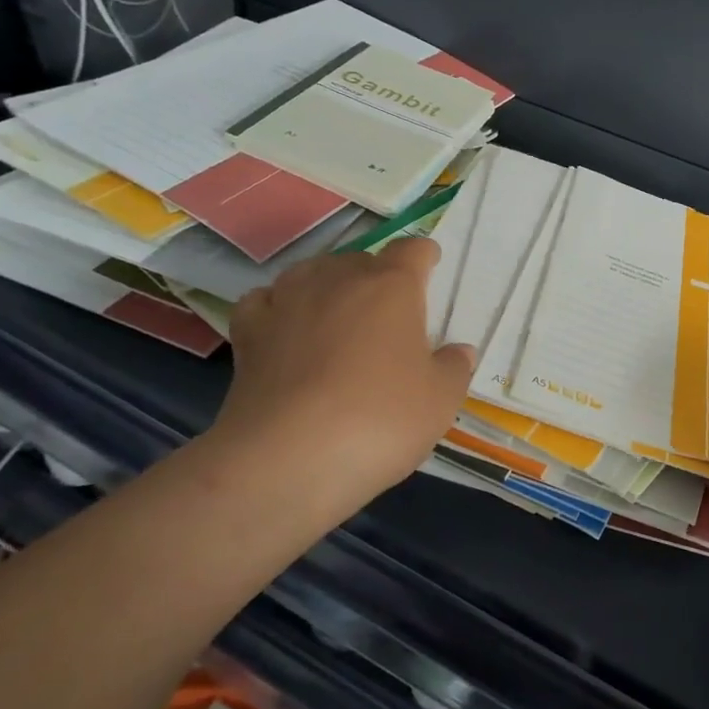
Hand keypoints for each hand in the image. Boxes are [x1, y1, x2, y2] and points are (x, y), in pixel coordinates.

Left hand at [211, 239, 475, 518]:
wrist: (288, 458)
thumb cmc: (380, 418)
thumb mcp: (440, 400)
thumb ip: (454, 368)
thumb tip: (458, 351)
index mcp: (392, 286)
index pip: (411, 250)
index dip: (424, 256)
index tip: (431, 267)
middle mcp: (338, 280)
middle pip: (361, 259)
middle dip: (377, 276)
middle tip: (390, 311)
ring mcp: (288, 302)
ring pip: (312, 272)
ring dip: (328, 284)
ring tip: (338, 311)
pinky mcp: (250, 333)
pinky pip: (265, 301)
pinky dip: (278, 306)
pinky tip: (286, 326)